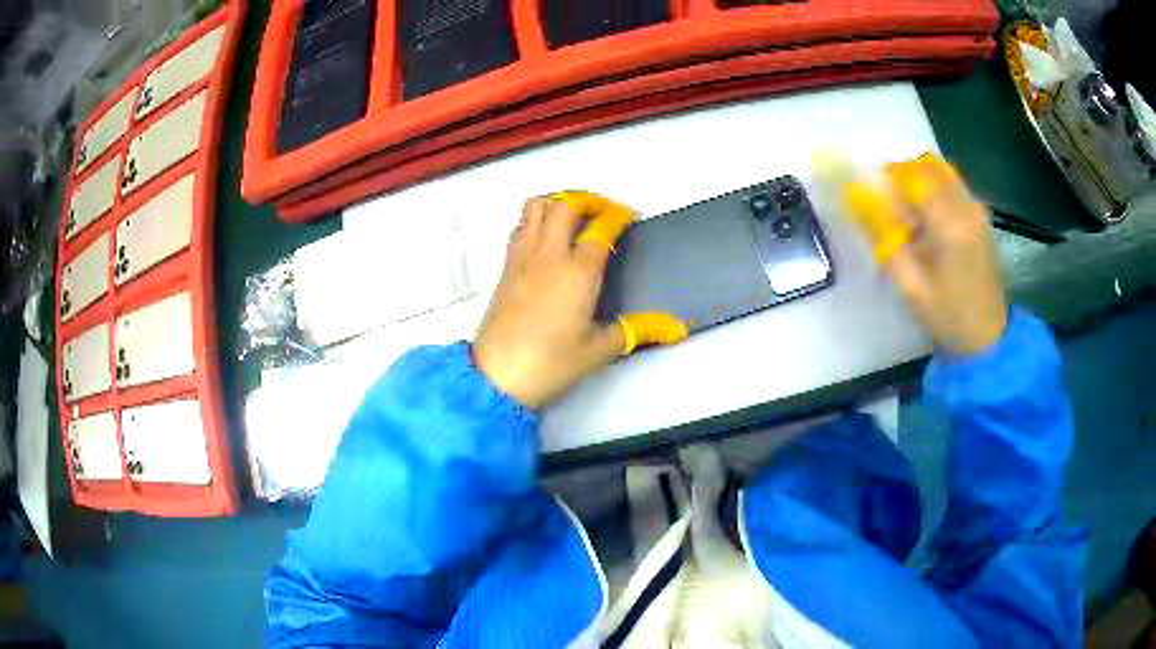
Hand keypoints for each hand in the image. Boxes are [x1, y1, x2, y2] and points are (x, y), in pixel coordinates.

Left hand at [474, 193, 687, 408]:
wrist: (496, 377)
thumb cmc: (551, 364)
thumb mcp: (599, 350)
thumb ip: (638, 330)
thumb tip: (676, 328)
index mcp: (578, 272)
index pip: (601, 228)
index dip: (618, 216)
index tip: (630, 217)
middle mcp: (549, 255)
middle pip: (566, 204)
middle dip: (589, 200)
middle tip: (604, 214)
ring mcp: (523, 257)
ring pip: (537, 206)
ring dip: (559, 202)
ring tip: (575, 217)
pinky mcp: (505, 266)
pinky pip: (521, 225)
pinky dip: (537, 218)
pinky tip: (548, 237)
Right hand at [847, 155, 1007, 354]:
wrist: (989, 337)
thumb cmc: (949, 315)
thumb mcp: (911, 284)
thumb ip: (884, 237)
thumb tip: (857, 197)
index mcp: (950, 223)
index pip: (910, 175)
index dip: (886, 178)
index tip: (873, 194)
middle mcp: (967, 205)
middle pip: (927, 165)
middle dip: (903, 176)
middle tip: (890, 204)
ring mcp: (978, 209)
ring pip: (941, 172)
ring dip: (920, 182)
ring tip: (910, 214)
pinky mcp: (982, 216)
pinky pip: (953, 185)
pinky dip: (935, 190)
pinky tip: (930, 221)